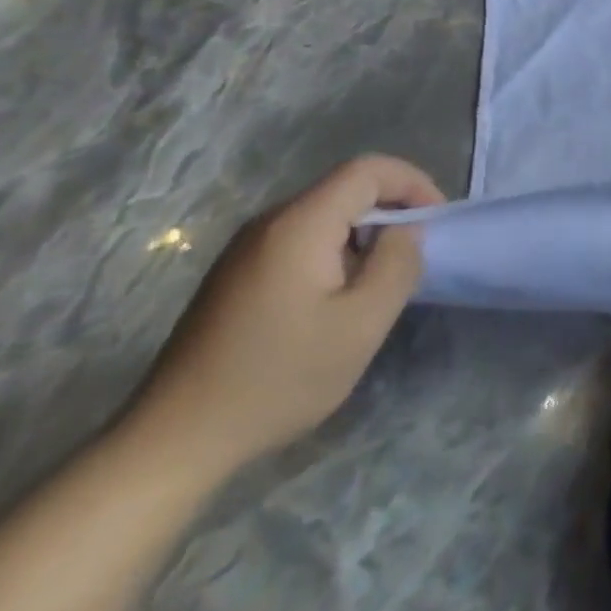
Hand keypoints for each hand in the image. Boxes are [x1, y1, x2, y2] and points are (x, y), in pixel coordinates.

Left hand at [125, 155, 441, 479]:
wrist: (174, 440)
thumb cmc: (278, 379)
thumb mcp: (361, 325)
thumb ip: (398, 264)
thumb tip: (407, 230)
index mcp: (300, 224)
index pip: (368, 169)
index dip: (412, 182)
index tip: (436, 220)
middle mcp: (270, 222)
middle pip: (345, 187)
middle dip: (391, 208)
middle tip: (415, 252)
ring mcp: (247, 247)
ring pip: (324, 214)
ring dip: (364, 232)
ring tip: (381, 278)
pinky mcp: (236, 274)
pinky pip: (300, 238)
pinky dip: (335, 249)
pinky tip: (337, 298)